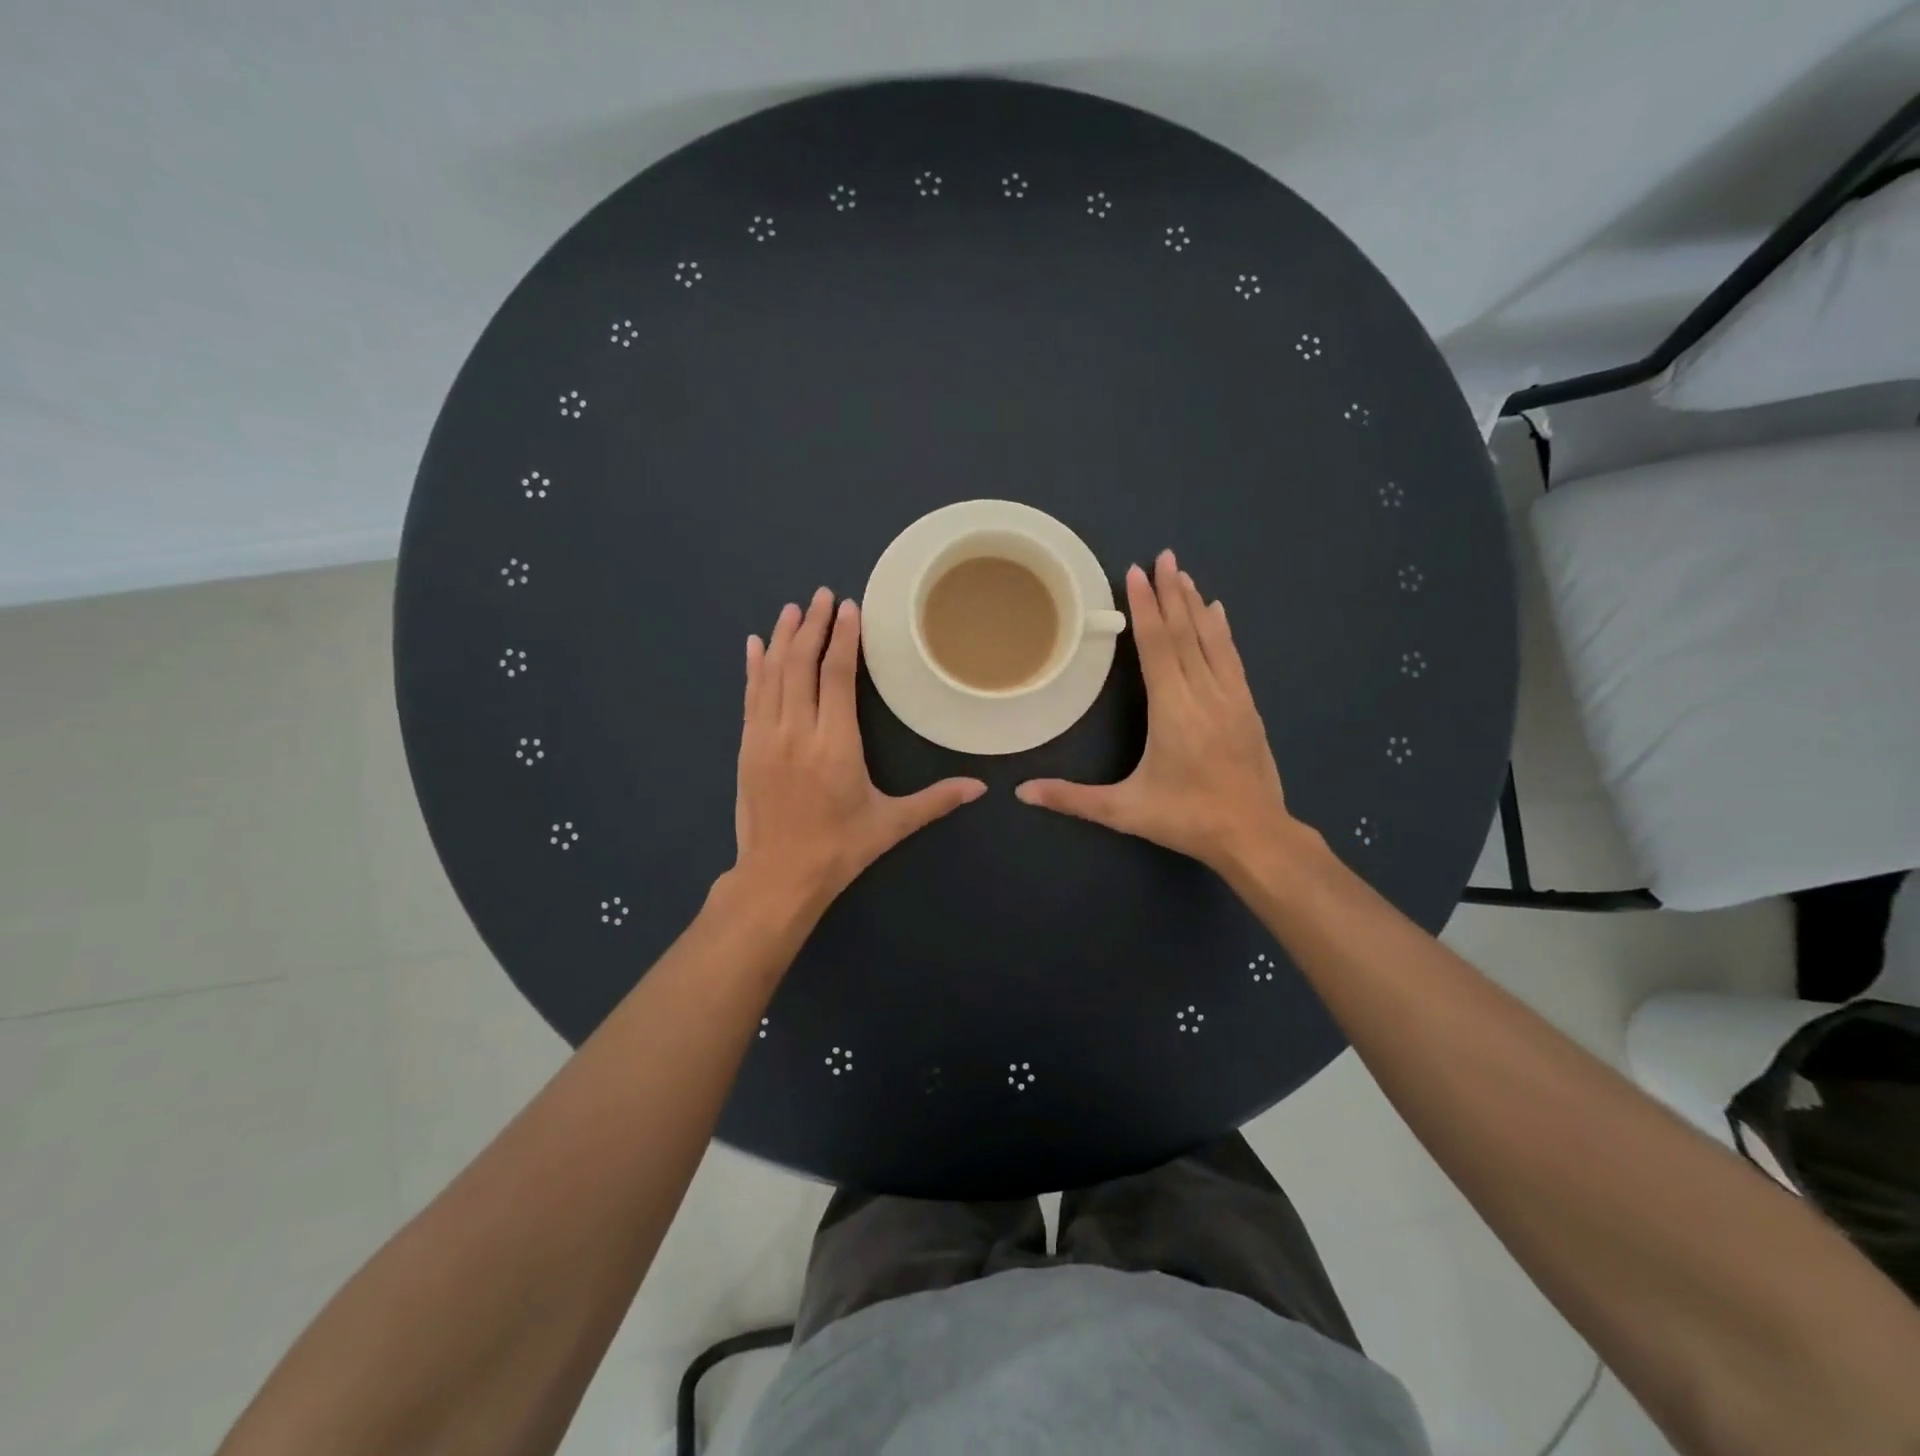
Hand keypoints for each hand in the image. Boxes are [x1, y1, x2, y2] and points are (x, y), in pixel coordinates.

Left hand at [732, 587, 984, 913]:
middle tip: (824, 595)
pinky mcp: (747, 747)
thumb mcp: (891, 825)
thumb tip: (981, 789)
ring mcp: (765, 737)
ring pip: (772, 674)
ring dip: (783, 637)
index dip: (844, 638)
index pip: (837, 676)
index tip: (849, 607)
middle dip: (814, 626)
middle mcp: (797, 731)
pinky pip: (750, 697)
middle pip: (802, 664)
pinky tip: (755, 646)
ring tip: (795, 609)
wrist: (777, 878)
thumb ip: (935, 800)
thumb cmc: (839, 849)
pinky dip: (753, 668)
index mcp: (835, 744)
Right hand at [1015, 550, 1294, 876]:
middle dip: (1172, 593)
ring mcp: (1232, 699)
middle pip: (1186, 633)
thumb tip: (1022, 792)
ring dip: (1196, 604)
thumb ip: (1072, 798)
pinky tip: (1219, 614)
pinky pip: (1232, 658)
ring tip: (1185, 574)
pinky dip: (1222, 631)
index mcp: (1173, 710)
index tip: (1137, 572)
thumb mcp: (1124, 811)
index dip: (1146, 608)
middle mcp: (1204, 694)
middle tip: (1163, 556)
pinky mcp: (1248, 709)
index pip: (1158, 647)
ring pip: (1212, 641)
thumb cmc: (1186, 820)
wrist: (1256, 836)